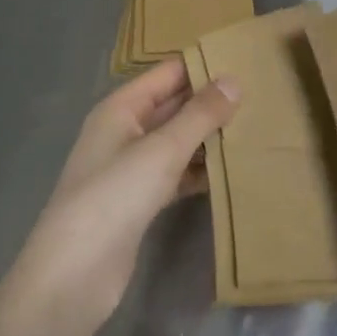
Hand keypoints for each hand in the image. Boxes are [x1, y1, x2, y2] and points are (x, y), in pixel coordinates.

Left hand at [1, 59, 238, 335]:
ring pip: (178, 141)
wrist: (74, 276)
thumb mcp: (161, 150)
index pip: (168, 73)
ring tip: (257, 128)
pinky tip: (233, 171)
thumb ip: (199, 115)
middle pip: (174, 105)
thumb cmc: (114, 198)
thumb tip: (233, 80)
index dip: (203, 65)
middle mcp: (124, 131)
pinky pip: (177, 173)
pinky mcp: (140, 201)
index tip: (247, 60)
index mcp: (121, 108)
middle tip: (262, 95)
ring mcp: (131, 168)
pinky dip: (201, 170)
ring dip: (210, 137)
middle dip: (212, 101)